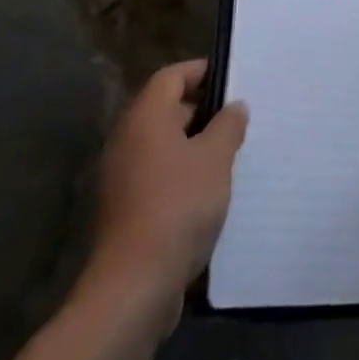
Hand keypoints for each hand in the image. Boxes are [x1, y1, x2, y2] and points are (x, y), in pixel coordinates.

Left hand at [84, 58, 248, 303]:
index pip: (172, 76)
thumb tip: (234, 106)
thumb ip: (228, 125)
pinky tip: (208, 194)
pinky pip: (157, 177)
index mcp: (145, 118)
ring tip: (229, 155)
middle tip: (237, 118)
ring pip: (163, 147)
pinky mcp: (124, 212)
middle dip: (202, 111)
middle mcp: (127, 141)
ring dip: (194, 147)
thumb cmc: (178, 206)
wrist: (133, 288)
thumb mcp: (216, 158)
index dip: (201, 71)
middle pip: (166, 110)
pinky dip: (181, 176)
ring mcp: (121, 178)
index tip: (232, 79)